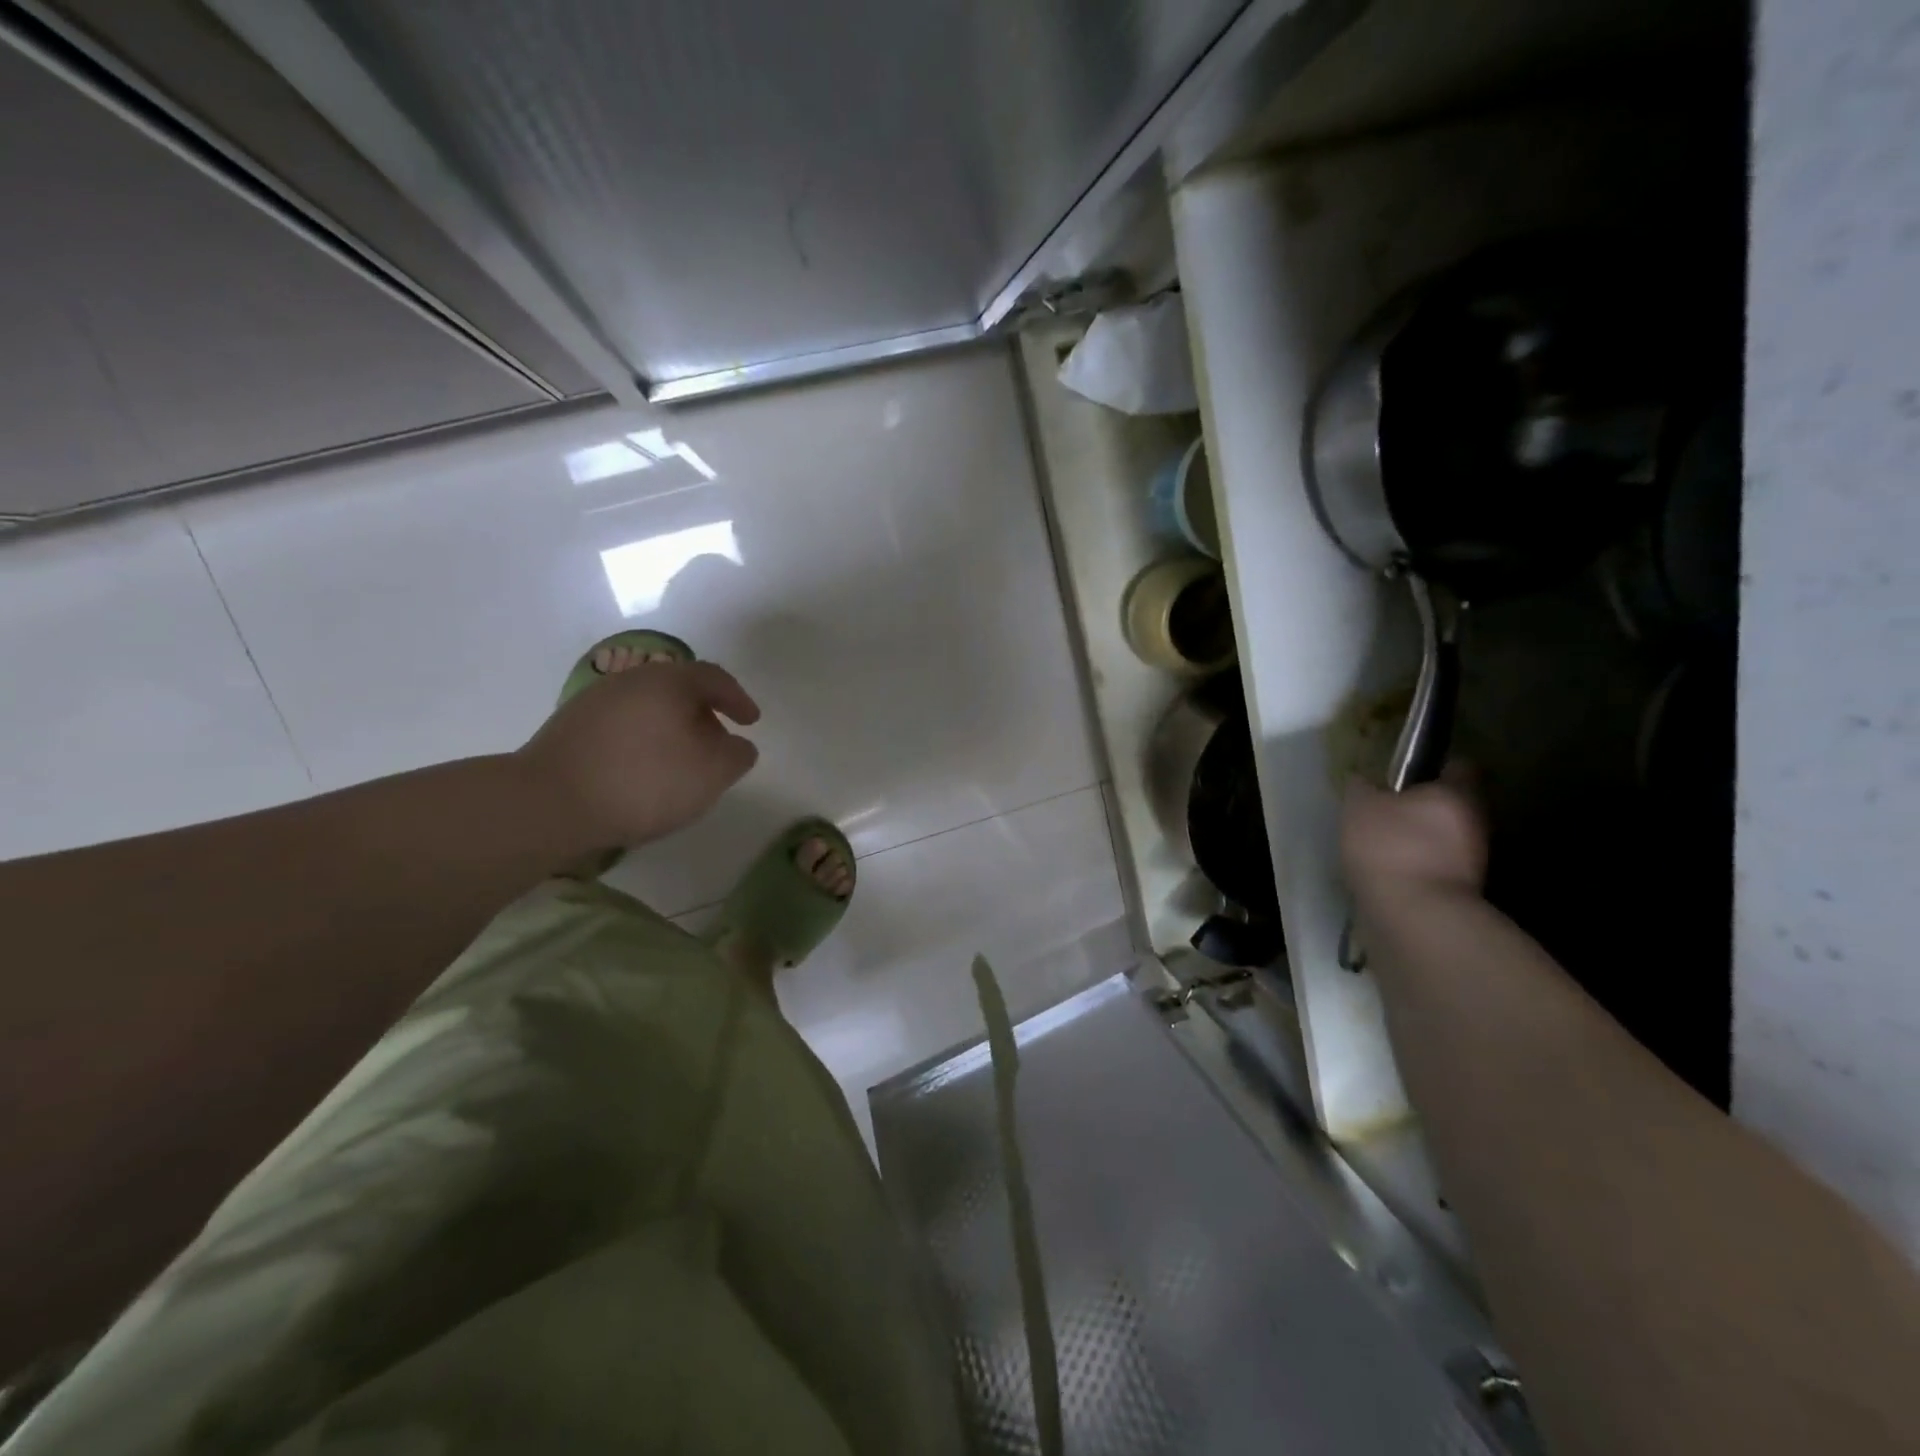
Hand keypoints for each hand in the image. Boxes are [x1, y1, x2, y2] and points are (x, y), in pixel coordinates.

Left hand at [517, 659, 760, 849]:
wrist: (549, 803)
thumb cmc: (643, 782)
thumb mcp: (711, 774)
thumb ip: (737, 756)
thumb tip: (738, 745)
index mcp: (669, 681)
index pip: (714, 678)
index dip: (738, 699)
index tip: (752, 722)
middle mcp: (631, 680)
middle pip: (679, 689)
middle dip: (704, 715)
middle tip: (718, 744)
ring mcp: (595, 701)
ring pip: (648, 708)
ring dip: (672, 729)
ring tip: (681, 762)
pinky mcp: (570, 727)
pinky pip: (622, 726)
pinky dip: (643, 741)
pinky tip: (642, 772)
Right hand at [1341, 771, 1488, 901]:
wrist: (1415, 915)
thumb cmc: (1390, 846)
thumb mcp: (1360, 806)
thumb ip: (1362, 787)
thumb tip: (1362, 778)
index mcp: (1457, 792)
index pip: (1459, 766)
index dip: (1435, 766)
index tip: (1408, 773)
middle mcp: (1475, 821)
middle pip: (1452, 804)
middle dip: (1426, 806)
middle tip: (1389, 809)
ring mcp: (1474, 859)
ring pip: (1446, 837)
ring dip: (1423, 838)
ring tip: (1385, 844)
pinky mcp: (1463, 891)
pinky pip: (1438, 865)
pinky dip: (1420, 865)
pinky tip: (1392, 870)